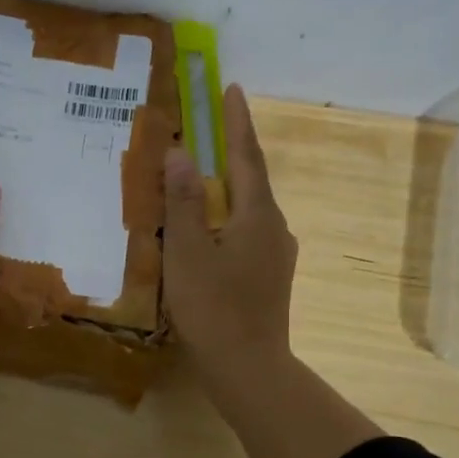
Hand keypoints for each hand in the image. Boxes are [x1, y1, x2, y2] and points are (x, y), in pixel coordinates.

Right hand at [162, 83, 298, 396]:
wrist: (249, 369)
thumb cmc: (214, 307)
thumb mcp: (188, 251)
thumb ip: (184, 200)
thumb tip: (182, 153)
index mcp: (257, 214)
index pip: (246, 155)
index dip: (236, 121)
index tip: (231, 88)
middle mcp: (274, 226)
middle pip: (250, 178)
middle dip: (232, 149)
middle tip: (209, 125)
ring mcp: (276, 253)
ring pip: (248, 207)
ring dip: (227, 185)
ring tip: (200, 175)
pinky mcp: (269, 275)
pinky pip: (246, 230)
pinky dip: (226, 216)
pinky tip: (208, 227)